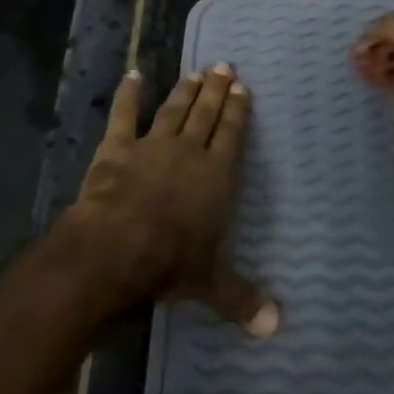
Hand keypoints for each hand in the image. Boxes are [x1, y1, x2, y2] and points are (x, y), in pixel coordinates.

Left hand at [66, 65, 279, 336]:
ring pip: (173, 110)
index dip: (237, 110)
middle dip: (216, 90)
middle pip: (205, 114)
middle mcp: (188, 152)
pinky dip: (127, 95)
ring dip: (185, 90)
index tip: (242, 87)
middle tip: (224, 66)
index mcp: (215, 175)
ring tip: (195, 72)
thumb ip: (243, 299)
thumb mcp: (212, 283)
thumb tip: (277, 327)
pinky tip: (132, 75)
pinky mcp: (117, 148)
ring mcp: (151, 146)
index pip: (231, 135)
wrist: (117, 247)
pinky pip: (123, 116)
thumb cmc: (170, 261)